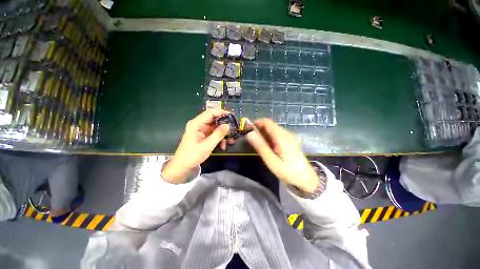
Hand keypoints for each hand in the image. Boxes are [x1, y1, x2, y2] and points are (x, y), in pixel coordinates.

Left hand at [162, 109, 229, 182]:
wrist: (183, 165)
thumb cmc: (193, 155)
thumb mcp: (208, 145)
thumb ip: (218, 134)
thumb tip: (228, 125)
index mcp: (196, 124)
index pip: (210, 113)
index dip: (221, 112)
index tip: (232, 116)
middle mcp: (199, 124)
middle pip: (214, 119)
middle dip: (224, 125)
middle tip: (233, 129)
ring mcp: (201, 130)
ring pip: (215, 127)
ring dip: (223, 133)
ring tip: (229, 141)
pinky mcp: (203, 135)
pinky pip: (214, 133)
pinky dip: (219, 138)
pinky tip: (223, 145)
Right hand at [245, 118, 319, 192]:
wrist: (306, 179)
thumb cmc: (288, 171)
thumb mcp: (271, 160)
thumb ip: (260, 146)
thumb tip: (249, 133)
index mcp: (282, 136)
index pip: (267, 122)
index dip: (256, 123)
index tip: (247, 130)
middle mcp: (286, 133)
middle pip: (269, 125)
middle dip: (258, 129)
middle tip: (250, 140)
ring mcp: (288, 137)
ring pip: (272, 130)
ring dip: (263, 134)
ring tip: (257, 144)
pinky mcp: (289, 141)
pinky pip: (276, 135)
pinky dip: (269, 138)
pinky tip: (267, 147)